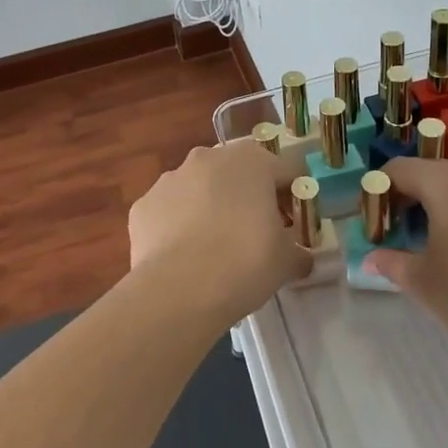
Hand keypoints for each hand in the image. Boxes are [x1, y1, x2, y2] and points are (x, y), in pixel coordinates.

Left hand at [128, 141, 311, 328]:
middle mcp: (209, 158)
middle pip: (238, 173)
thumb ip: (299, 252)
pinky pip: (170, 211)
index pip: (285, 171)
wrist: (179, 289)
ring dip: (210, 207)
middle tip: (255, 233)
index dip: (293, 198)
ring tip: (215, 248)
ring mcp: (171, 178)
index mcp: (252, 161)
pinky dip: (178, 226)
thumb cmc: (245, 262)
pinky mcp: (144, 204)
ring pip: (200, 188)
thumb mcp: (287, 261)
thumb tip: (303, 259)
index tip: (294, 226)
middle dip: (248, 197)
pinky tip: (184, 257)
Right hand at [364, 158, 447, 374]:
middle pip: (430, 174)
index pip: (398, 170)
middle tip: (396, 237)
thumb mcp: (423, 283)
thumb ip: (392, 263)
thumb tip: (371, 258)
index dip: (378, 193)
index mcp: (446, 182)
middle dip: (407, 200)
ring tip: (430, 247)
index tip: (373, 225)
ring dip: (438, 208)